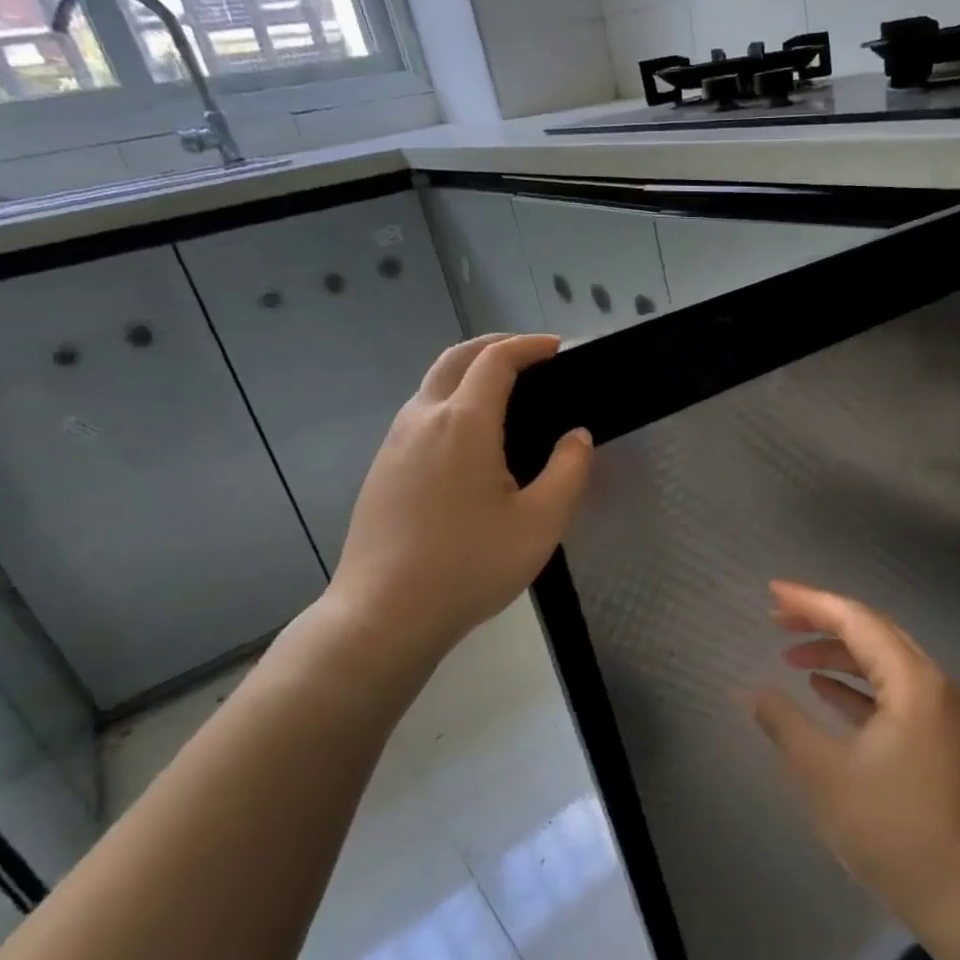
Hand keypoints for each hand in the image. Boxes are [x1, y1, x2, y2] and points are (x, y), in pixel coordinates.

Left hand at [317, 334, 591, 677]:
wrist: (384, 614)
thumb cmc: (470, 566)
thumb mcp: (541, 523)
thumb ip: (569, 470)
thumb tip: (577, 436)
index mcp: (464, 424)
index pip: (496, 361)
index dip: (529, 346)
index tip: (558, 348)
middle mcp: (423, 420)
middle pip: (456, 358)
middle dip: (496, 345)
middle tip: (532, 355)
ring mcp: (395, 443)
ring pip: (433, 384)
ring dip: (470, 370)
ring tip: (507, 390)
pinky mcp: (382, 468)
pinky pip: (420, 413)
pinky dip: (451, 398)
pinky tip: (472, 436)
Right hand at [747, 582, 959, 933]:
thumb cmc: (890, 830)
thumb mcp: (825, 775)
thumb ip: (785, 725)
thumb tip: (751, 692)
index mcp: (912, 682)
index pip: (856, 620)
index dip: (811, 602)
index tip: (773, 592)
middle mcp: (931, 683)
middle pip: (872, 631)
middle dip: (823, 621)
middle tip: (777, 618)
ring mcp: (938, 710)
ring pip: (882, 660)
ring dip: (837, 653)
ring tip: (790, 654)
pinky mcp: (936, 735)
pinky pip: (891, 690)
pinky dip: (856, 684)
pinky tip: (823, 690)